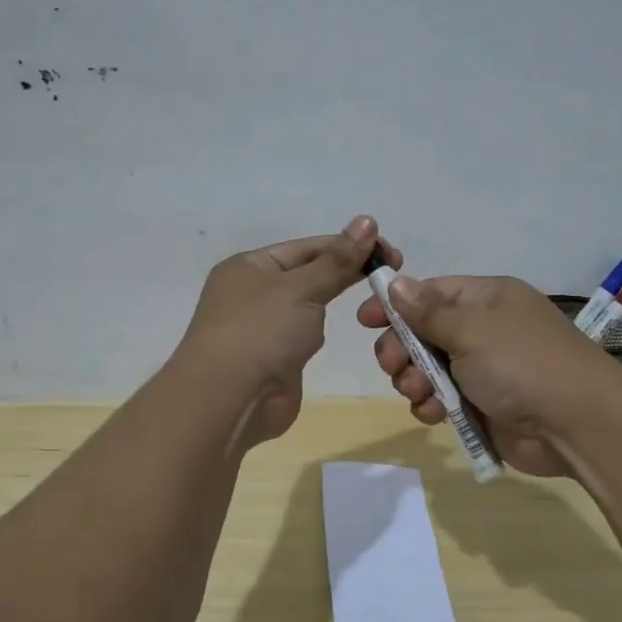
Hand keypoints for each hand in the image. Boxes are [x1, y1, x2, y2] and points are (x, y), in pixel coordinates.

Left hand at [178, 216, 400, 448]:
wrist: (230, 400)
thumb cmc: (261, 331)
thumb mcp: (301, 288)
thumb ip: (337, 260)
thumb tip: (367, 221)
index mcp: (249, 266)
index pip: (306, 247)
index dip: (347, 245)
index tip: (389, 252)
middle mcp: (252, 293)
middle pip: (307, 273)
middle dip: (345, 271)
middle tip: (392, 271)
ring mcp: (262, 327)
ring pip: (307, 304)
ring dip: (332, 300)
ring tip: (374, 299)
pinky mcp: (275, 358)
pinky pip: (304, 335)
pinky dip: (321, 331)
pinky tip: (336, 332)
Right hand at [357, 274, 620, 476]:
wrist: (576, 424)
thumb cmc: (522, 364)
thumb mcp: (471, 329)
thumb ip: (427, 311)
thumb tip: (396, 282)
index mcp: (485, 299)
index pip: (430, 293)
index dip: (396, 305)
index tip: (365, 320)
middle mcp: (483, 330)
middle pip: (423, 333)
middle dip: (401, 349)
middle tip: (392, 365)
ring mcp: (483, 369)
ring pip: (427, 369)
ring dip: (413, 380)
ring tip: (418, 392)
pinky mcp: (482, 405)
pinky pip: (442, 399)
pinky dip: (431, 405)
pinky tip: (433, 414)